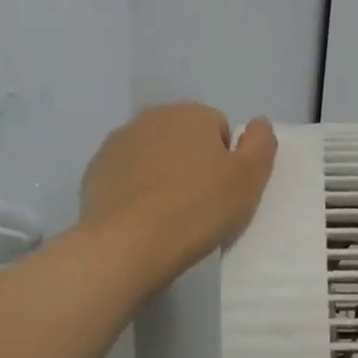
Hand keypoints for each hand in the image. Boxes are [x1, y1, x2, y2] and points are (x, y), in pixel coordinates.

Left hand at [81, 103, 277, 284]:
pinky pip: (125, 175)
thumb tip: (258, 122)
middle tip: (197, 204)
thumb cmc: (197, 210)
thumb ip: (261, 144)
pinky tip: (139, 218)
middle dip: (191, 163)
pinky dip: (133, 190)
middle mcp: (152, 117)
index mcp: (192, 114)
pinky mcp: (95, 170)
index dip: (225, 162)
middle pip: (183, 139)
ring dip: (160, 175)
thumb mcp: (248, 180)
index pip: (219, 130)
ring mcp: (118, 142)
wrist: (128, 243)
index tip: (221, 192)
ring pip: (151, 155)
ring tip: (167, 214)